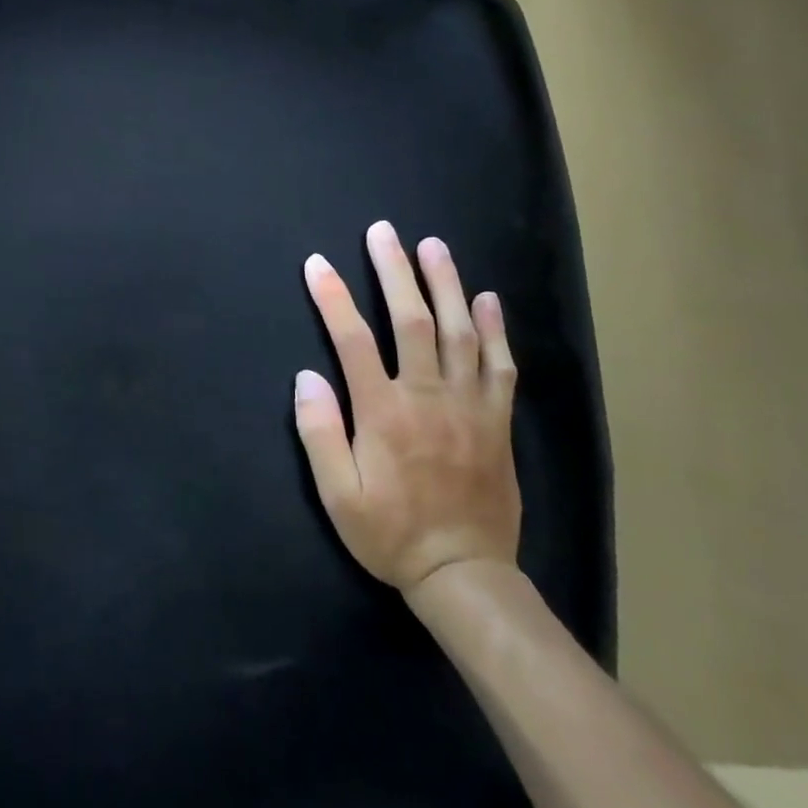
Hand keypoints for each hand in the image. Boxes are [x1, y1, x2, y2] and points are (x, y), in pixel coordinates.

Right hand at [294, 222, 521, 601]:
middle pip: (411, 320)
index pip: (352, 340)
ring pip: (460, 332)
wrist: (465, 575)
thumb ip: (319, 433)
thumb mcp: (338, 495)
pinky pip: (500, 366)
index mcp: (384, 412)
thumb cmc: (391, 533)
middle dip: (394, 271)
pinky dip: (496, 329)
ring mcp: (469, 406)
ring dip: (446, 284)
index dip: (333, 297)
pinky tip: (488, 299)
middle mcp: (428, 397)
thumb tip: (307, 377)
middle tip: (384, 232)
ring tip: (434, 246)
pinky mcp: (497, 420)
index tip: (317, 264)